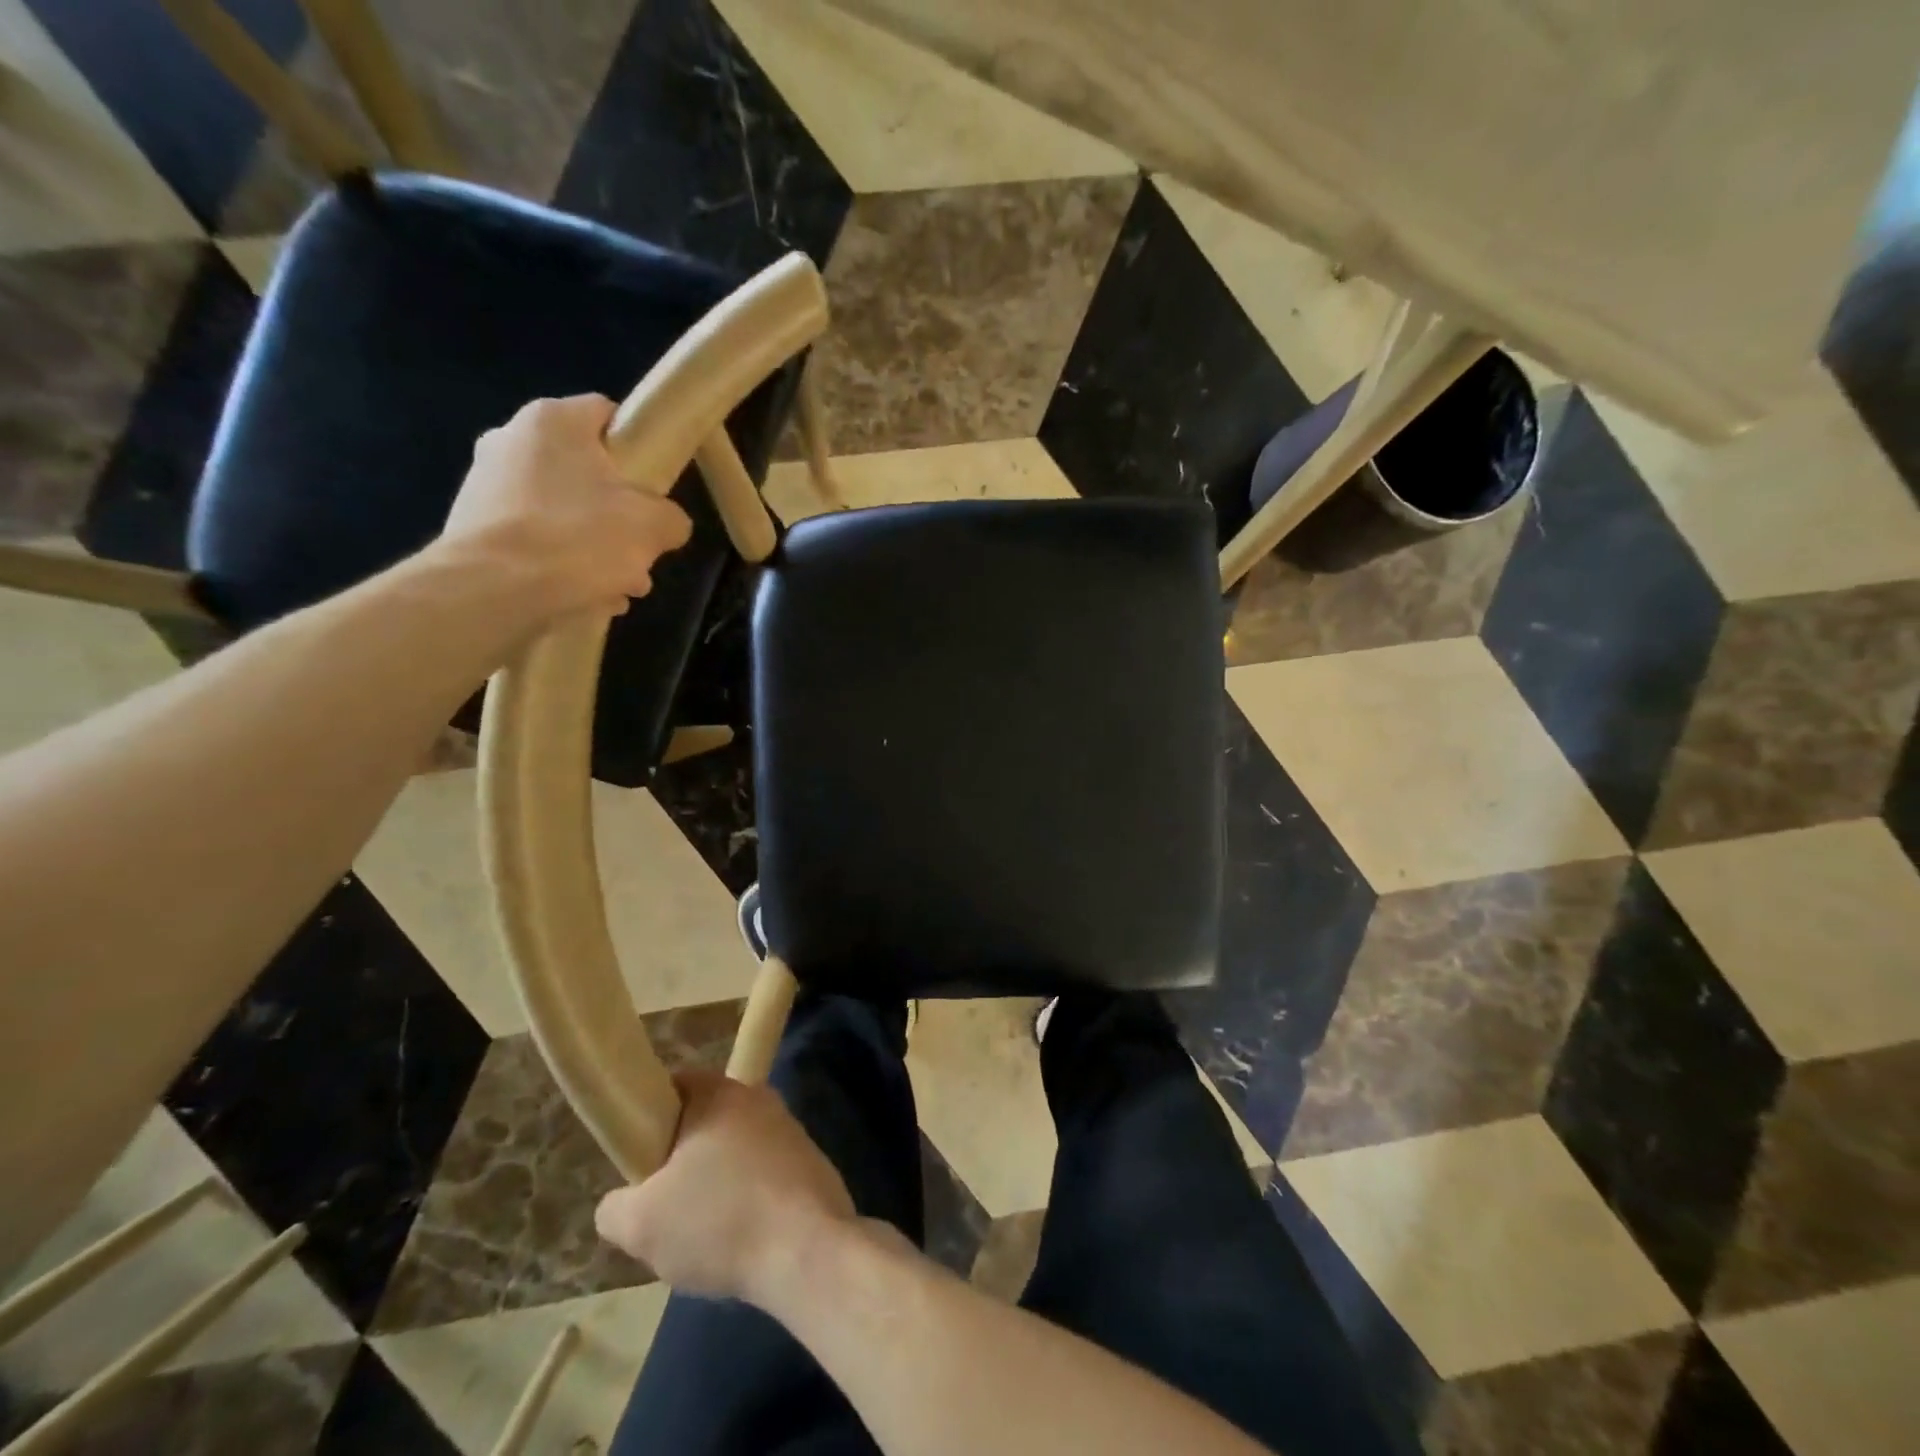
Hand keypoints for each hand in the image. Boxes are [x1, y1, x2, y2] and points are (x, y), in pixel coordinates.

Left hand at [435, 394, 692, 624]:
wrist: (492, 590)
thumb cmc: (578, 539)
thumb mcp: (652, 527)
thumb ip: (671, 518)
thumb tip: (668, 524)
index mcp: (554, 421)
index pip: (608, 415)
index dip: (640, 448)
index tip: (656, 486)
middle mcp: (510, 439)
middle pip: (587, 473)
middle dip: (620, 515)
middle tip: (641, 553)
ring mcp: (485, 484)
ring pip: (563, 511)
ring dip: (595, 546)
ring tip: (618, 588)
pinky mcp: (472, 526)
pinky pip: (534, 538)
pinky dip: (560, 562)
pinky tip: (583, 596)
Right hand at [595, 1072, 855, 1303]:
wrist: (807, 1249)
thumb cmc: (720, 1221)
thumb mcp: (640, 1224)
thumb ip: (615, 1207)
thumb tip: (620, 1202)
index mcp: (720, 1094)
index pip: (675, 1085)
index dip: (648, 1118)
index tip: (637, 1160)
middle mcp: (759, 1098)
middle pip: (704, 1122)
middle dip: (681, 1161)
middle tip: (663, 1206)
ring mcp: (789, 1128)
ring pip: (734, 1151)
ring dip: (715, 1185)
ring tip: (702, 1234)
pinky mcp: (810, 1161)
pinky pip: (763, 1174)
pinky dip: (747, 1201)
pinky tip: (740, 1241)